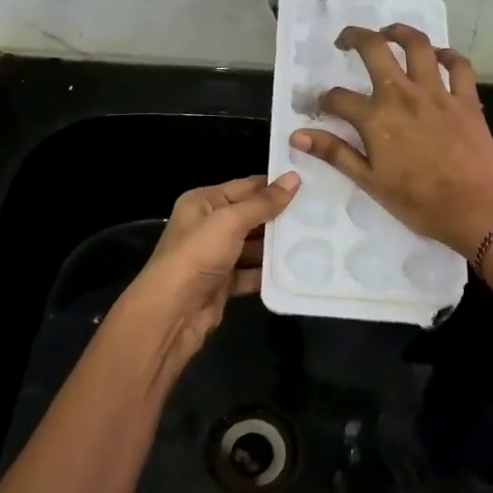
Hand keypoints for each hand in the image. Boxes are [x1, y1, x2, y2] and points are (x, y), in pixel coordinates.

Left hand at [116, 172, 300, 381]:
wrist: (172, 313)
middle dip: (280, 217)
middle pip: (251, 216)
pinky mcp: (224, 283)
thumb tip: (295, 178)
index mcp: (203, 203)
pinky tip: (298, 269)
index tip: (310, 184)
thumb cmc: (197, 256)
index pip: (245, 186)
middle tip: (320, 213)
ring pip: (254, 246)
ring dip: (278, 246)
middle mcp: (208, 226)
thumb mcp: (230, 222)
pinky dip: (269, 273)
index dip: (274, 185)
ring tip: (317, 240)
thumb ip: (263, 203)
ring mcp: (216, 256)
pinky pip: (252, 273)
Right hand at [290, 26, 492, 257]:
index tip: (321, 107)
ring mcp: (438, 93)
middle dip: (355, 37)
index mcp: (376, 118)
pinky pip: (459, 66)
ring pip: (418, 45)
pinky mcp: (466, 99)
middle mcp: (403, 95)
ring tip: (388, 33)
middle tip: (345, 41)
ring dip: (400, 32)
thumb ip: (335, 153)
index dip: (323, 101)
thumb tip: (297, 135)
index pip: (338, 98)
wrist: (477, 210)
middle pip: (375, 49)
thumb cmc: (419, 203)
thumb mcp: (370, 182)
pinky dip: (448, 55)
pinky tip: (439, 56)